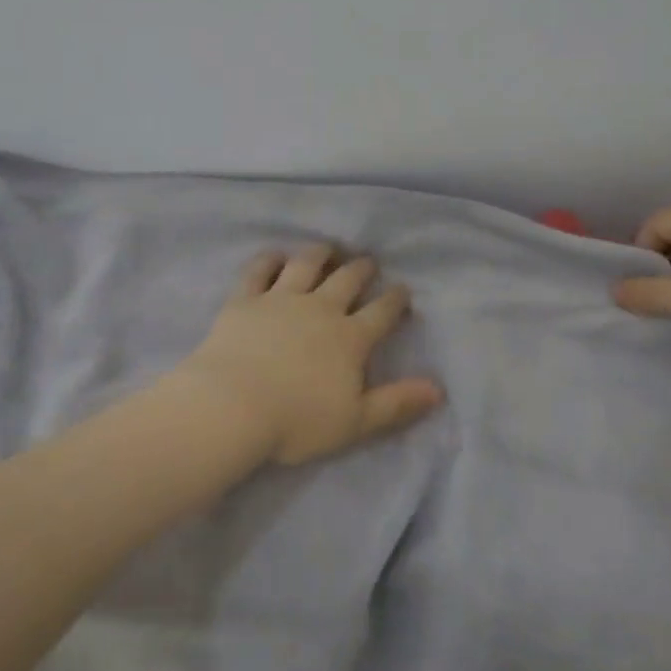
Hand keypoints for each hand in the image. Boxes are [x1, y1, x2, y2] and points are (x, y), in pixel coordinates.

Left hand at [173, 246, 442, 465]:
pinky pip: (259, 270)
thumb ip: (397, 404)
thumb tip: (438, 390)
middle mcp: (320, 309)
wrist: (232, 406)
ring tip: (328, 248)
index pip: (382, 312)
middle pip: (347, 280)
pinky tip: (275, 256)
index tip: (403, 290)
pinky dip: (269, 260)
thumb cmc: (296, 421)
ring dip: (320, 253)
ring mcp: (280, 299)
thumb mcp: (356, 422)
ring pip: (306, 265)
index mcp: (350, 338)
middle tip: (368, 262)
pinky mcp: (245, 299)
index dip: (396, 300)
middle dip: (362, 269)